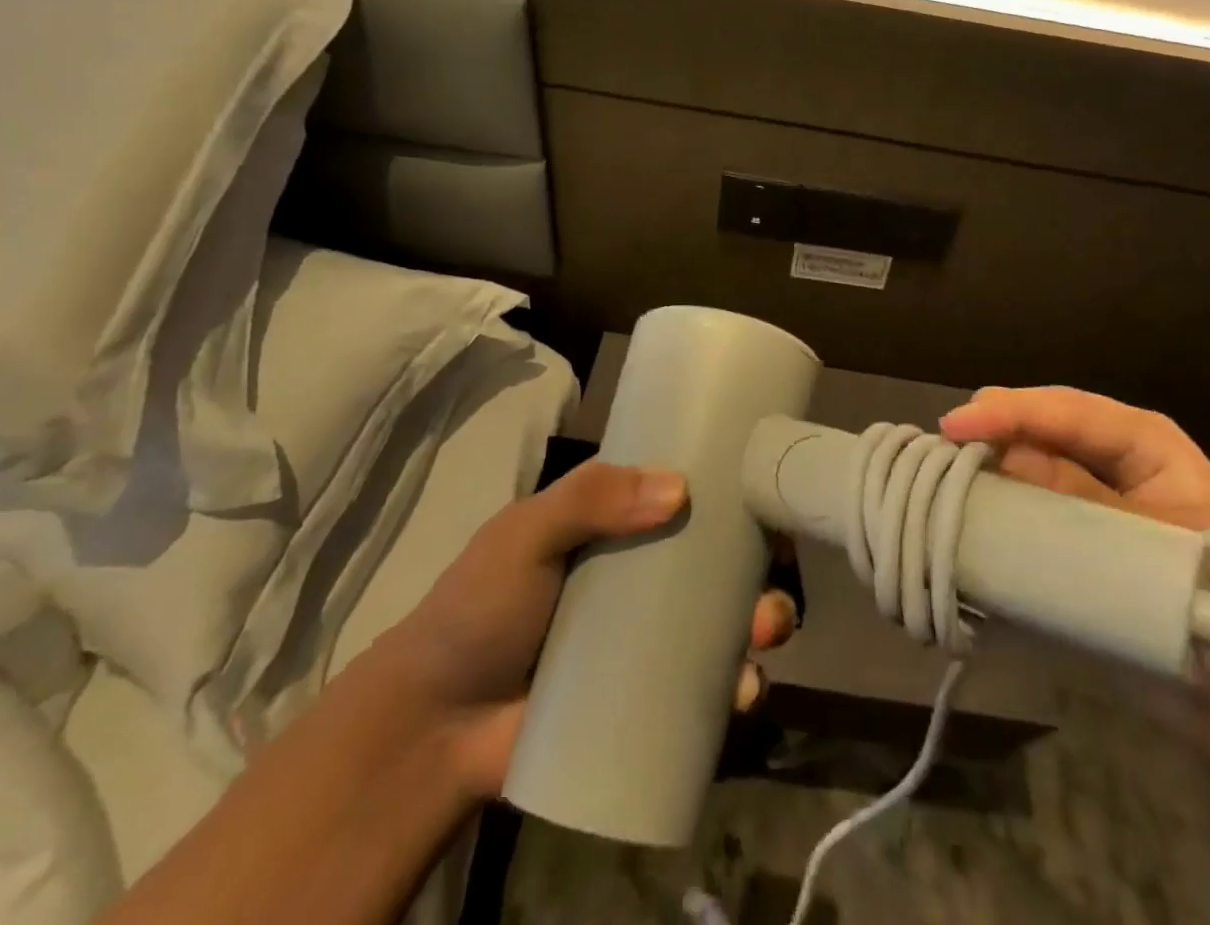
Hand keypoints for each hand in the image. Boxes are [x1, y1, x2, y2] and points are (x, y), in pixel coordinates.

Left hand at [380, 461, 797, 803]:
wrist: (434, 726)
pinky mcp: (650, 697)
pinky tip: (747, 689)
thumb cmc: (479, 608)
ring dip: (762, 620)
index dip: (730, 486)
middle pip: (719, 558)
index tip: (768, 484)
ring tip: (767, 630)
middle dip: (760, 561)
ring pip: (725, 619)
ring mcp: (651, 638)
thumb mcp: (525, 533)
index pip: (687, 492)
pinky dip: (738, 686)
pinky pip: (707, 688)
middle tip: (775, 567)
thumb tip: (680, 490)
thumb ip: (589, 498)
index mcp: (620, 523)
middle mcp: (645, 574)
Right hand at [938, 386, 1209, 784]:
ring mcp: (1093, 496)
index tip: (954, 426)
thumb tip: (1004, 458)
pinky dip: (996, 506)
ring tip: (940, 476)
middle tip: (940, 450)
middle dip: (991, 431)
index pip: (1068, 410)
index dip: (1009, 411)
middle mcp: (1113, 458)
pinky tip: (964, 512)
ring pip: (1028, 462)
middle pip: (1040, 426)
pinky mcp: (1079, 534)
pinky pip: (1029, 506)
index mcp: (1146, 444)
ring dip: (987, 467)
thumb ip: (1082, 503)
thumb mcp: (1157, 551)